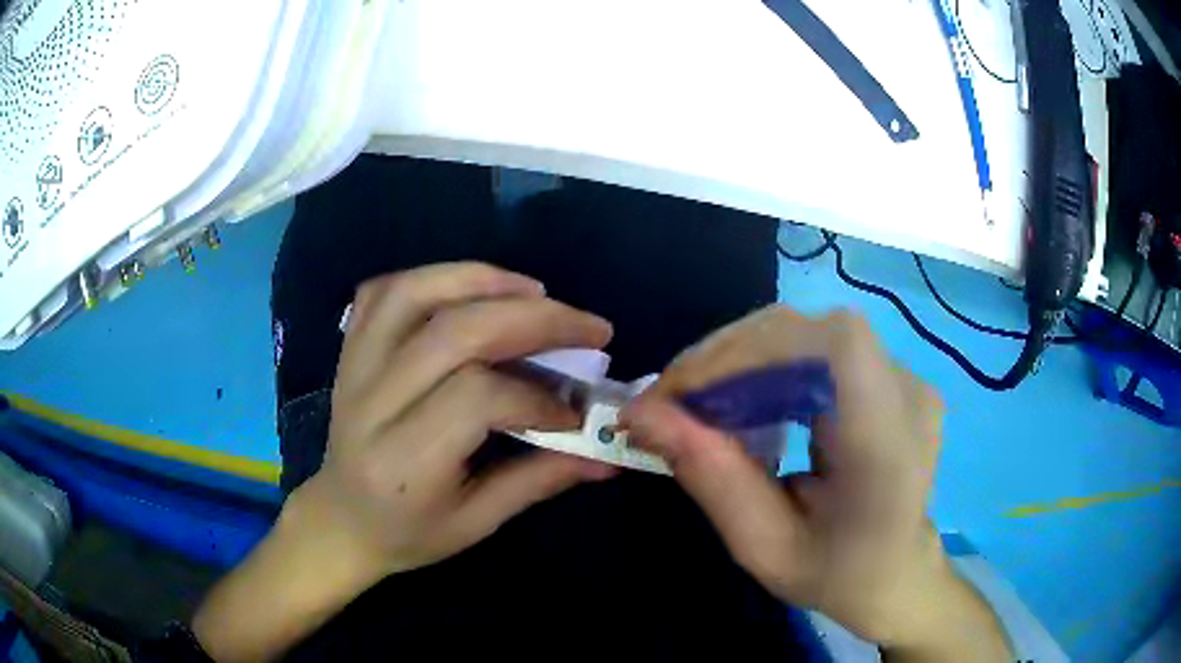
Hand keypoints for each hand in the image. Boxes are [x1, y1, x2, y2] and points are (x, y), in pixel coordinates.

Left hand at [297, 262, 616, 576]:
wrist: (341, 520)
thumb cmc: (408, 533)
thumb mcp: (477, 523)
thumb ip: (539, 481)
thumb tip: (606, 459)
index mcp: (405, 461)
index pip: (476, 398)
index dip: (536, 396)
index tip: (576, 411)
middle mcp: (372, 404)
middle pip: (454, 333)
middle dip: (534, 320)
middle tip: (588, 327)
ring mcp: (354, 368)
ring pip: (414, 294)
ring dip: (484, 282)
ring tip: (536, 291)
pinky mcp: (349, 349)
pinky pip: (384, 290)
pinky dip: (433, 277)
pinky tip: (473, 288)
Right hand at [620, 306, 1010, 659]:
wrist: (899, 574)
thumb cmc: (838, 575)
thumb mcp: (764, 548)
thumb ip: (710, 477)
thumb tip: (641, 413)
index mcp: (889, 447)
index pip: (838, 346)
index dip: (754, 348)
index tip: (683, 391)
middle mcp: (908, 395)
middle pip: (812, 332)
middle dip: (730, 356)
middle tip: (673, 400)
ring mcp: (906, 379)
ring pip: (810, 333)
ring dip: (743, 358)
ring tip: (700, 402)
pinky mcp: (891, 375)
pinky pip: (819, 349)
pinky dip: (767, 365)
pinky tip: (745, 400)